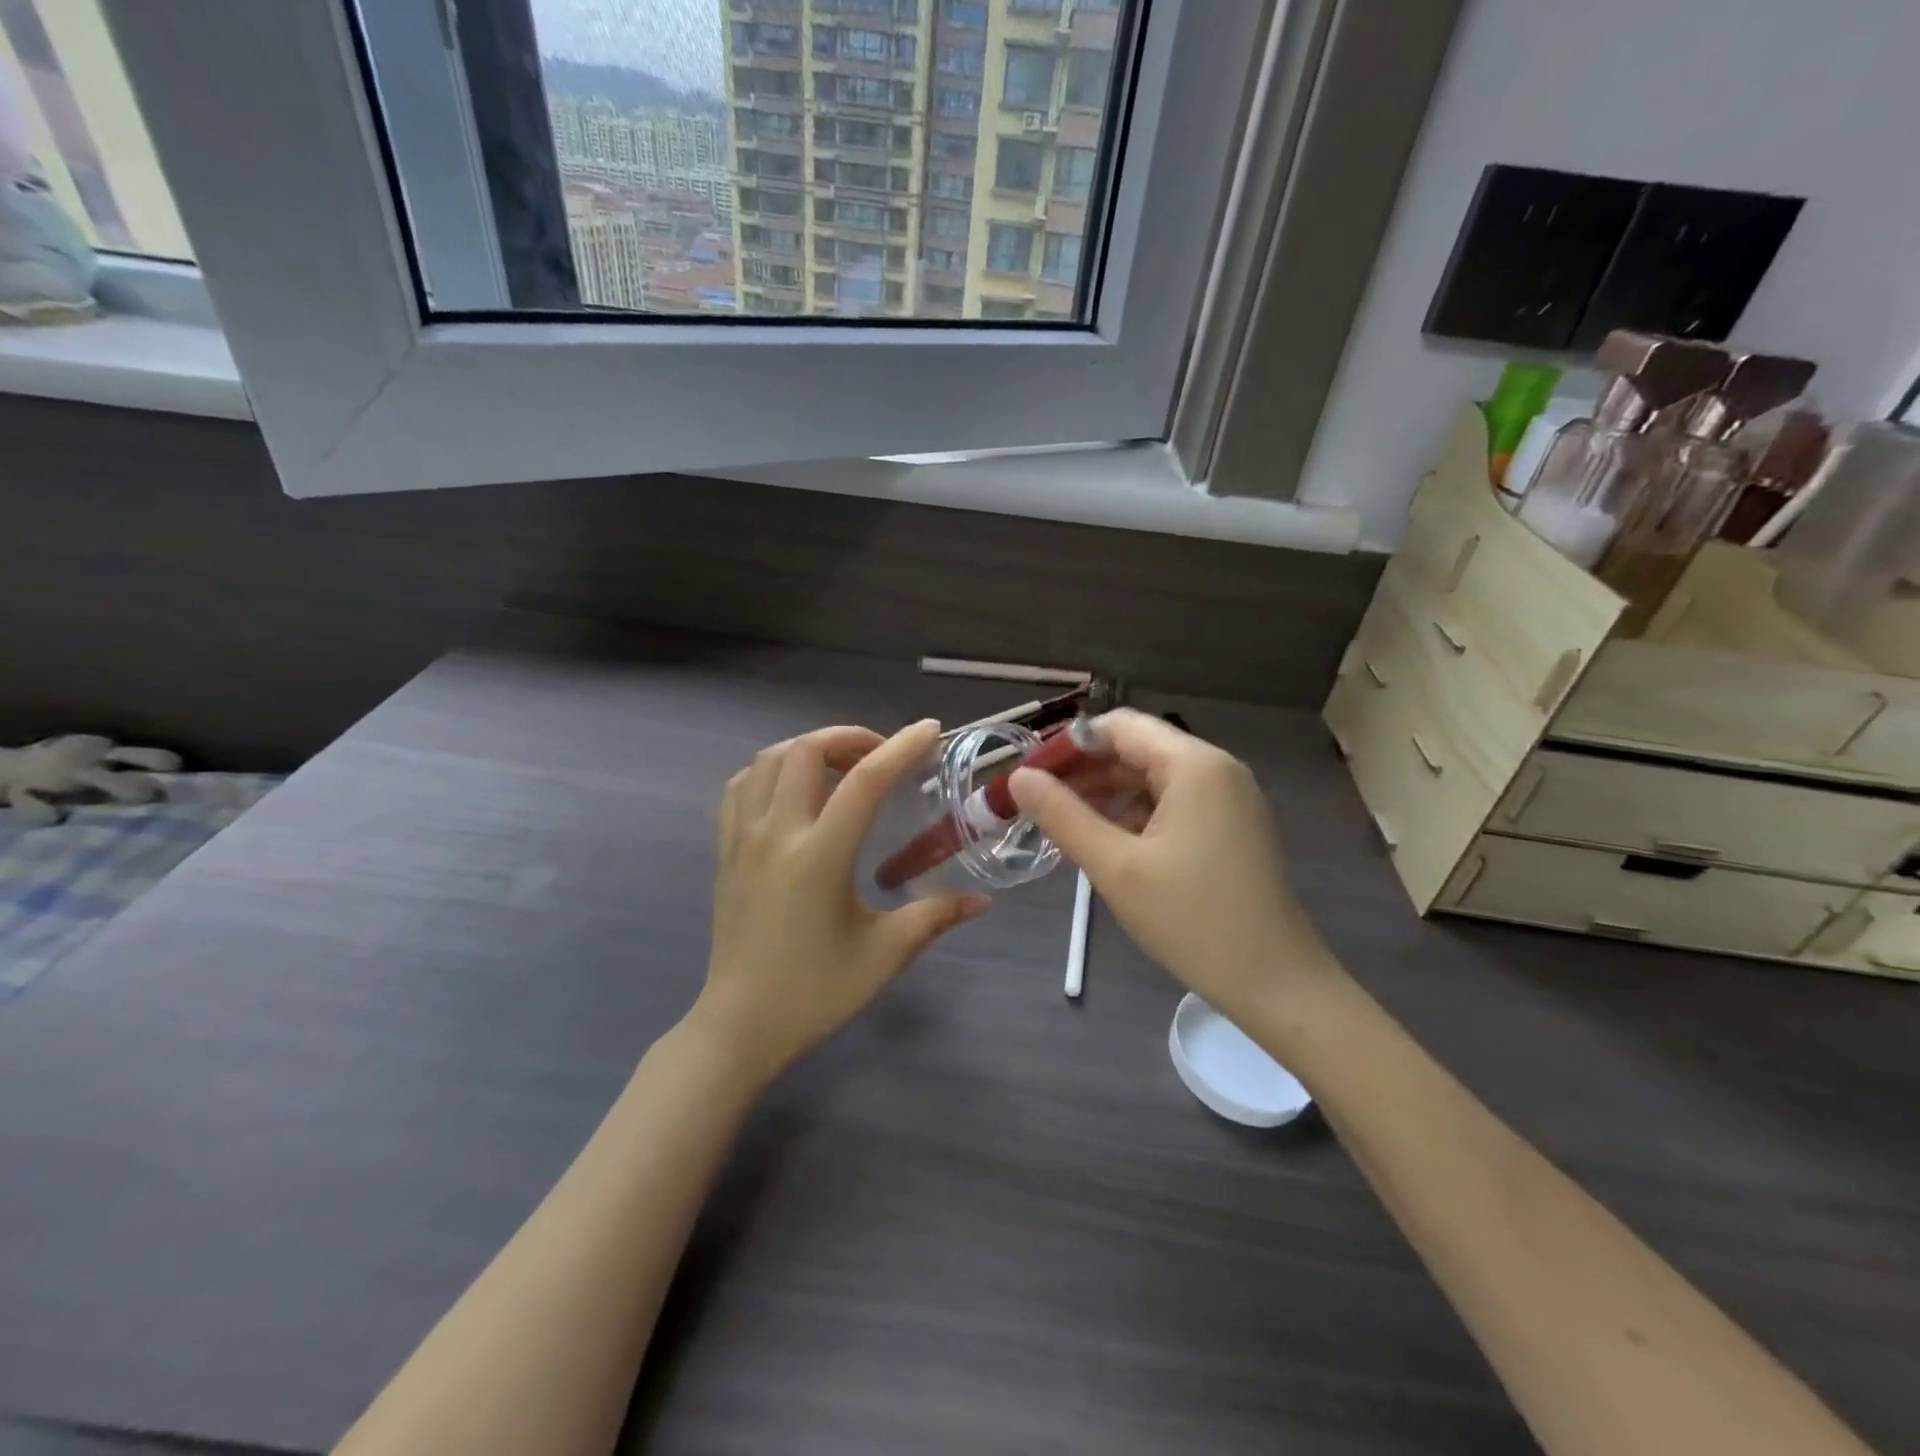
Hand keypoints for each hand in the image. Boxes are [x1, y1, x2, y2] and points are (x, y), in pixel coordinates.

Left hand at [695, 721, 988, 1082]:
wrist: (740, 1026)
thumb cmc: (816, 992)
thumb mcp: (885, 954)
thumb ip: (936, 916)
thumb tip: (983, 900)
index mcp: (820, 856)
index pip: (864, 781)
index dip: (900, 748)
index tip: (929, 731)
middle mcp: (776, 834)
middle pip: (806, 751)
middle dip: (850, 737)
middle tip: (882, 755)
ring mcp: (742, 839)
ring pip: (766, 761)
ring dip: (808, 748)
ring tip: (840, 766)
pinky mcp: (724, 852)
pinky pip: (740, 788)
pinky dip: (769, 771)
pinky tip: (792, 790)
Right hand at [1009, 709, 1333, 1021]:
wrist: (1276, 983)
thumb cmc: (1192, 920)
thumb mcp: (1115, 867)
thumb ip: (1063, 816)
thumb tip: (1019, 778)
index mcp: (1194, 765)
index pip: (1119, 727)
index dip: (1069, 745)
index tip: (1030, 776)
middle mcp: (1217, 769)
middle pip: (1137, 749)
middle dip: (1085, 772)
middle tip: (1037, 803)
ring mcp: (1230, 798)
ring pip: (1154, 778)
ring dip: (1108, 794)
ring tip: (1063, 825)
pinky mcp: (1233, 826)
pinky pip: (1174, 803)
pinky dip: (1136, 814)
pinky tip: (1107, 842)